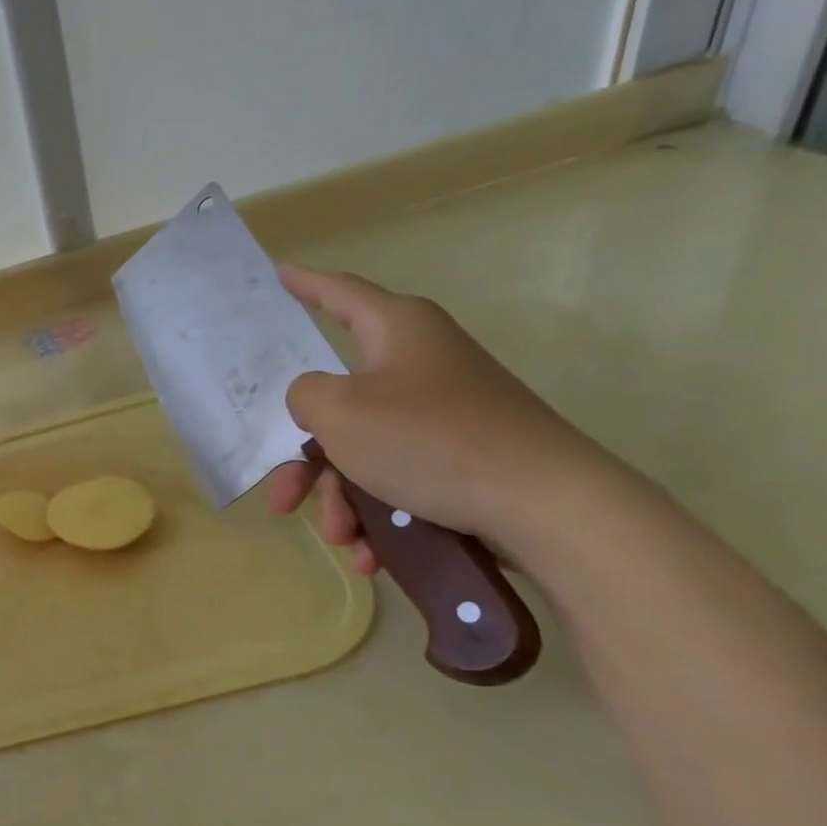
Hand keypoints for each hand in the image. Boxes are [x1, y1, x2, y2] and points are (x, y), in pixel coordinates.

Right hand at [264, 265, 607, 572]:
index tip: (280, 273)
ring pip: (365, 449)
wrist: (546, 506)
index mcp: (395, 332)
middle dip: (307, 460)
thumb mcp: (339, 412)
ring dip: (342, 497)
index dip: (304, 283)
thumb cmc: (429, 440)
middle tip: (283, 499)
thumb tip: (316, 399)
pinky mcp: (462, 453)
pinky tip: (372, 552)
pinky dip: (379, 511)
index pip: (339, 293)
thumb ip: (304, 394)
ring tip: (344, 539)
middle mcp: (420, 362)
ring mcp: (444, 410)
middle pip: (338, 402)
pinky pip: (399, 475)